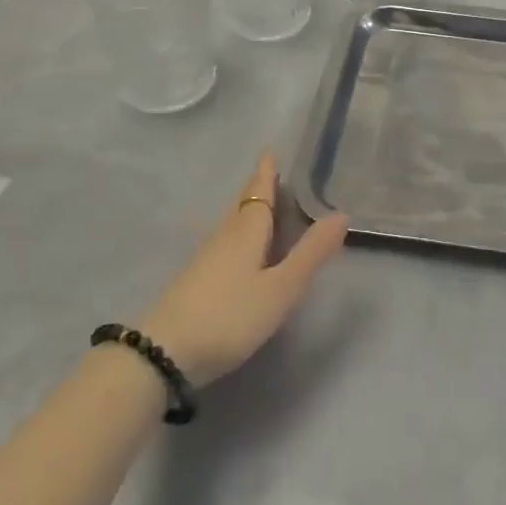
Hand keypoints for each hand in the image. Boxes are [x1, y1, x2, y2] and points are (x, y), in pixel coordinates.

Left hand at [137, 154, 349, 385]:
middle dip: (256, 187)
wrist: (163, 353)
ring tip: (259, 204)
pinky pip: (223, 241)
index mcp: (247, 230)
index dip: (266, 172)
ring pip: (231, 223)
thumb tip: (342, 214)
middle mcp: (225, 235)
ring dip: (246, 209)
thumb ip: (311, 254)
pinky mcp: (194, 280)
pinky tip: (236, 248)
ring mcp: (205, 258)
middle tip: (269, 172)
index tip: (270, 151)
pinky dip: (236, 233)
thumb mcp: (280, 289)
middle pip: (243, 204)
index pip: (259, 191)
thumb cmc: (229, 315)